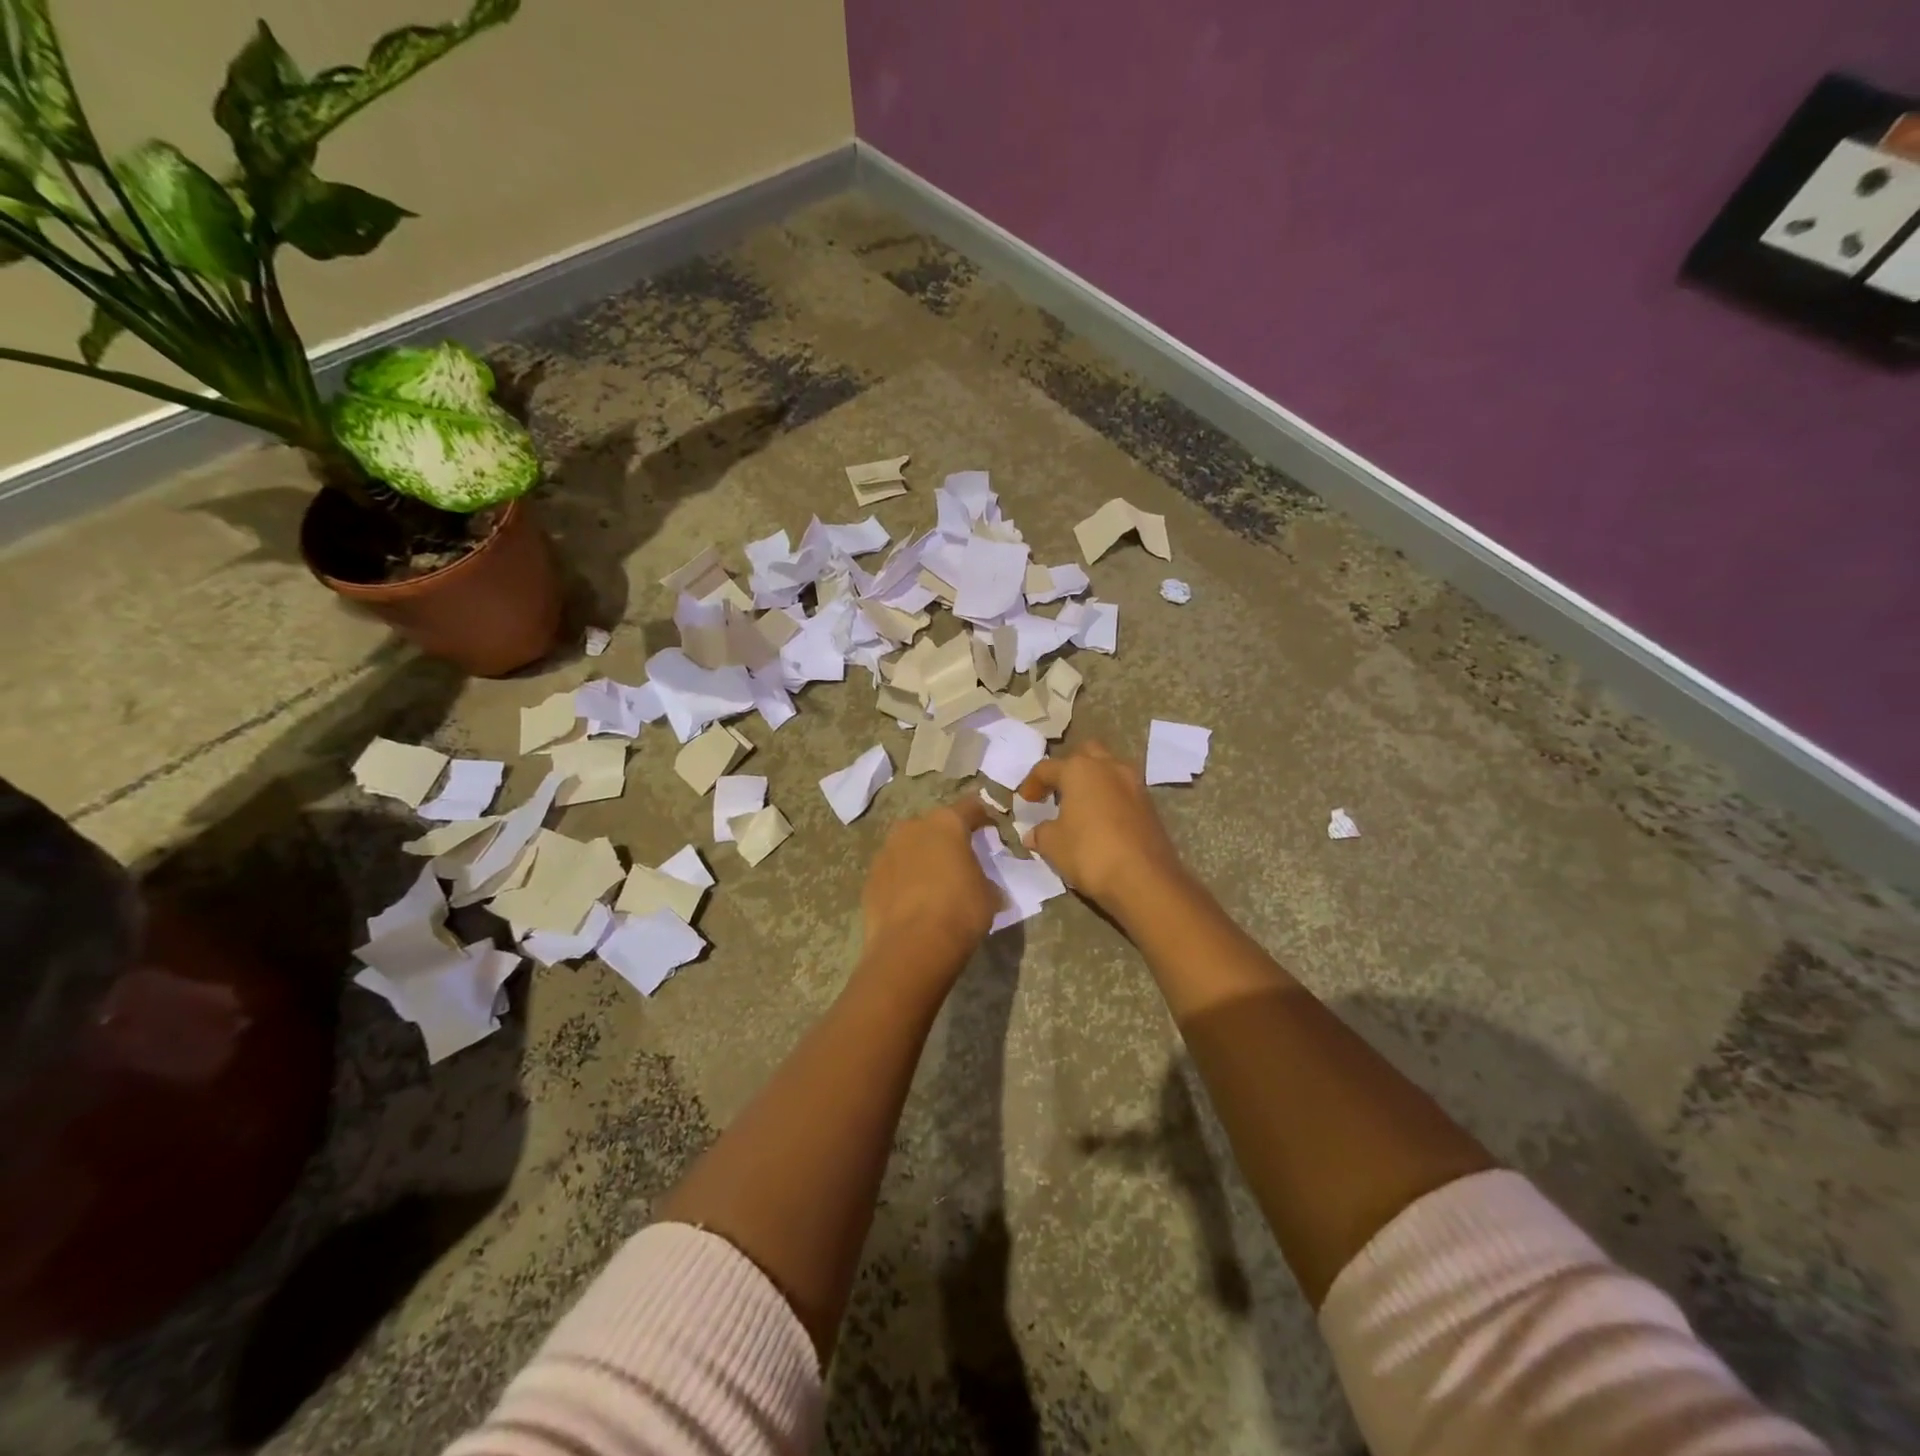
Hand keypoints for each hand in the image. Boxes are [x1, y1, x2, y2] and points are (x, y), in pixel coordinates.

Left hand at [860, 796, 997, 979]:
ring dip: (921, 859)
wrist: (911, 946)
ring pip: (908, 847)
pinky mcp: (870, 878)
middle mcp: (912, 828)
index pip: (970, 808)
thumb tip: (986, 887)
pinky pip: (893, 872)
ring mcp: (886, 852)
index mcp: (946, 824)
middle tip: (959, 860)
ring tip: (933, 884)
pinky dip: (903, 881)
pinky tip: (912, 903)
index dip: (982, 816)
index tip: (990, 828)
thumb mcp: (988, 896)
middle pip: (933, 826)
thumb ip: (986, 881)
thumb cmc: (959, 911)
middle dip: (946, 839)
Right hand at [1018, 741, 1186, 916]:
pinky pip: (1124, 791)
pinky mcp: (1150, 805)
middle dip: (1069, 768)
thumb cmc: (1090, 853)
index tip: (1025, 802)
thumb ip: (1040, 833)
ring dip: (1093, 782)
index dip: (1031, 784)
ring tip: (1080, 806)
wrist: (1145, 880)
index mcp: (1080, 770)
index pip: (1047, 768)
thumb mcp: (1053, 845)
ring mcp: (1134, 784)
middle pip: (1085, 754)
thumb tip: (1032, 834)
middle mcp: (1109, 767)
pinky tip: (1101, 822)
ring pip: (1109, 769)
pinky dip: (1110, 799)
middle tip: (1058, 791)